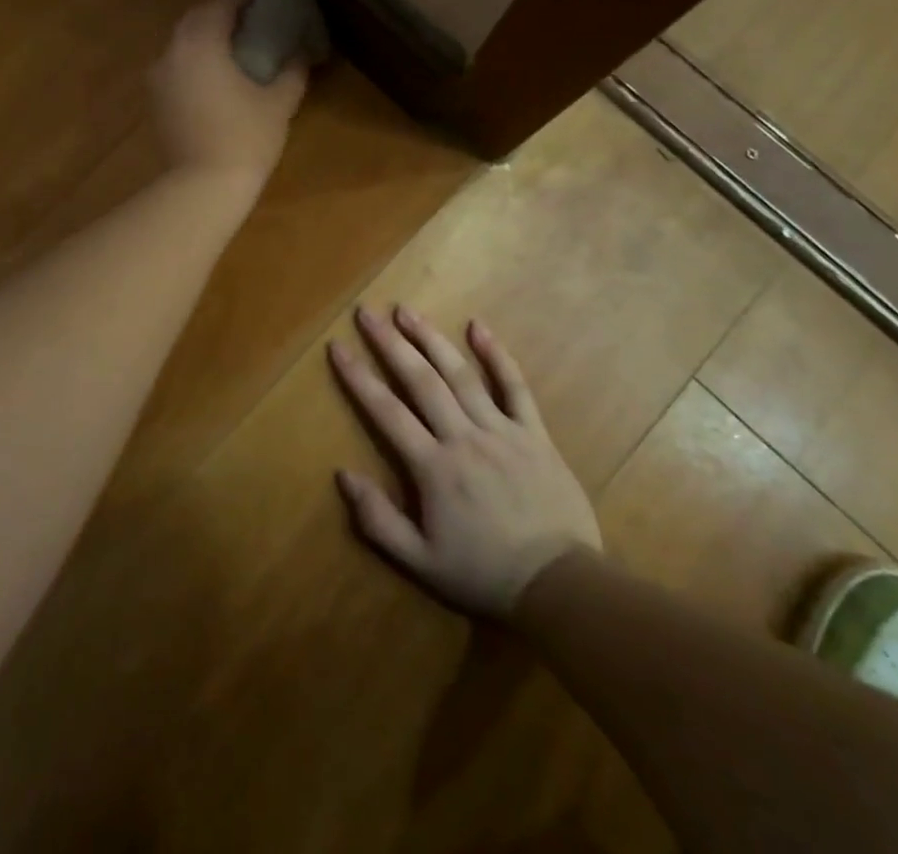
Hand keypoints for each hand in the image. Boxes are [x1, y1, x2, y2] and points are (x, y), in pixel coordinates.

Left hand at [150, 0, 307, 185]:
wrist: (202, 187)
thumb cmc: (245, 138)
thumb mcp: (279, 102)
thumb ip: (292, 70)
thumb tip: (300, 53)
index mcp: (201, 43)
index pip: (223, 3)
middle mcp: (173, 51)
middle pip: (198, 17)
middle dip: (224, 11)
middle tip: (253, 13)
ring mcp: (159, 76)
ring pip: (184, 41)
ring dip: (208, 34)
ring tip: (236, 41)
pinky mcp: (155, 99)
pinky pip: (177, 64)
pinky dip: (196, 57)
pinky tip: (217, 71)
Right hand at [330, 305, 601, 617]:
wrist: (560, 586)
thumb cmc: (484, 574)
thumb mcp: (421, 562)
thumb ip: (378, 520)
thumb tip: (343, 474)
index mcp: (434, 467)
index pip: (387, 411)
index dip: (358, 377)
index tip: (338, 347)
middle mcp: (464, 437)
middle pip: (421, 380)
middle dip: (390, 343)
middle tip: (367, 313)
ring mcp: (502, 430)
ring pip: (461, 374)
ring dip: (431, 339)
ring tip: (407, 310)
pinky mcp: (534, 433)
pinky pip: (515, 386)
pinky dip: (497, 354)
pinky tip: (478, 327)